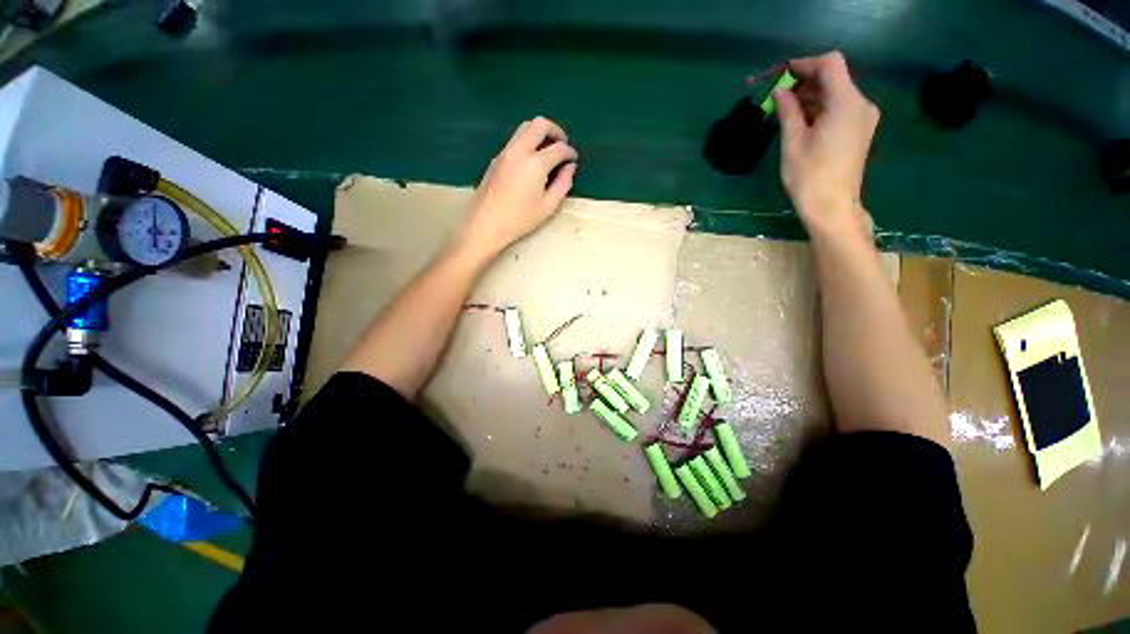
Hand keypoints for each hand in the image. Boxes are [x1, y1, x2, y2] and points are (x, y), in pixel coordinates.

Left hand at [459, 117, 577, 257]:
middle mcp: (520, 150)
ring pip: (525, 127)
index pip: (558, 148)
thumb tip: (570, 167)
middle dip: (555, 130)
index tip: (573, 160)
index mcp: (536, 163)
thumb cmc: (520, 219)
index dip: (570, 152)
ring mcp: (506, 151)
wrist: (486, 222)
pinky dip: (528, 140)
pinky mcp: (497, 157)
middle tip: (562, 144)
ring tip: (548, 149)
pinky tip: (532, 159)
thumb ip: (563, 184)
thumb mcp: (548, 206)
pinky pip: (516, 139)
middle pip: (540, 125)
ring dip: (540, 132)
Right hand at [774, 51, 879, 241]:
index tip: (782, 74)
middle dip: (807, 81)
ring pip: (837, 94)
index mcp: (846, 102)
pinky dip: (821, 108)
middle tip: (779, 94)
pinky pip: (840, 109)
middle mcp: (861, 104)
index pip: (830, 65)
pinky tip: (802, 120)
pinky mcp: (860, 131)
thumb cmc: (809, 176)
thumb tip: (780, 91)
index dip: (805, 64)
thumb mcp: (793, 142)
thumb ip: (788, 111)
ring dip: (812, 96)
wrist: (832, 207)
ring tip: (785, 109)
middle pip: (835, 78)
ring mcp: (863, 118)